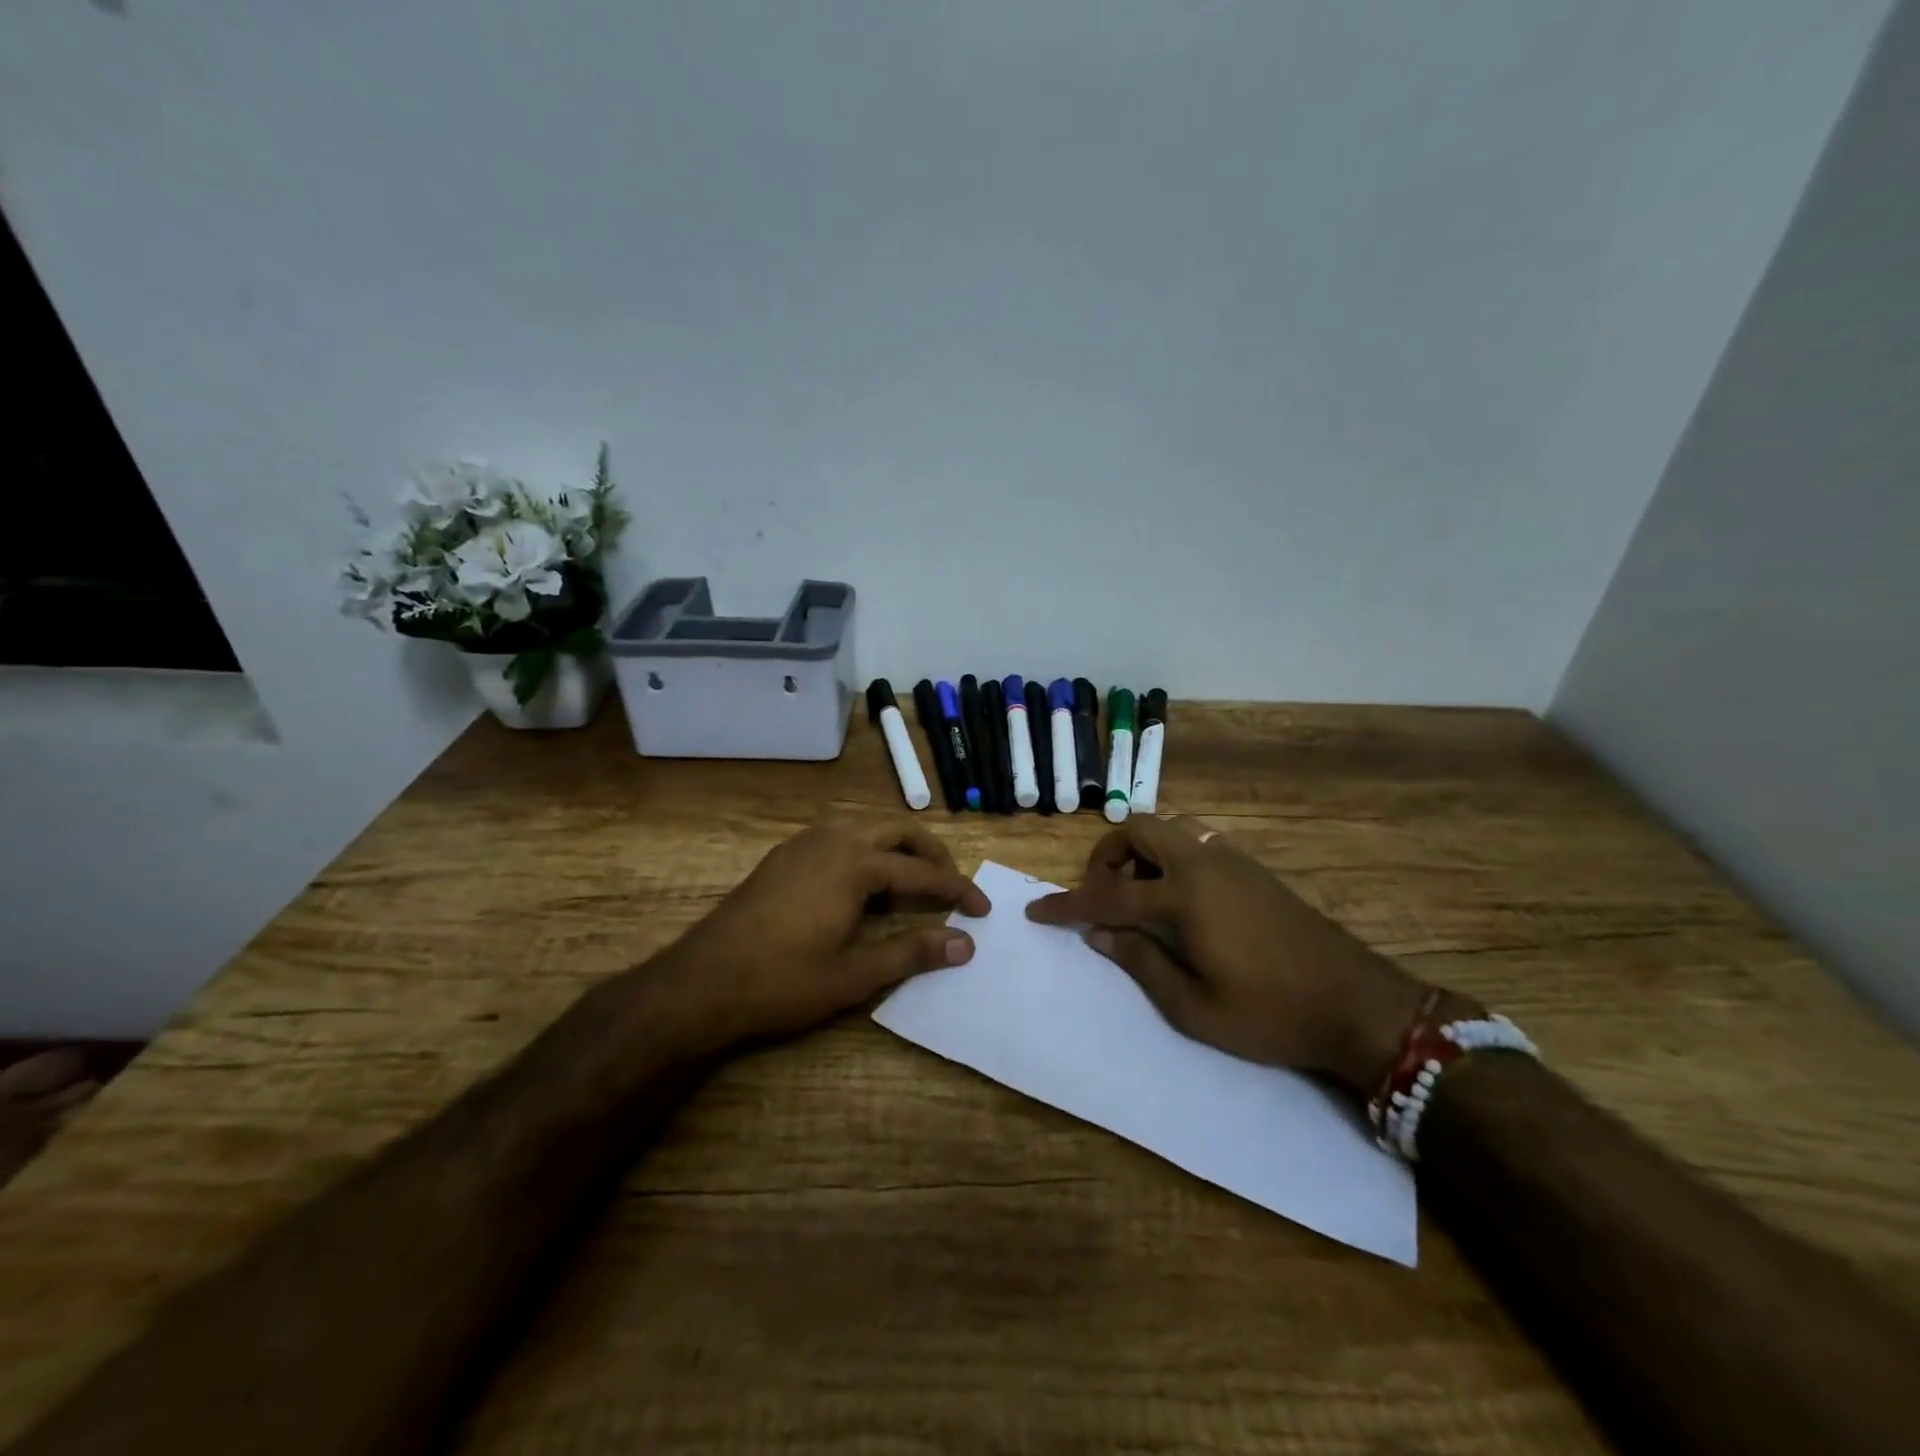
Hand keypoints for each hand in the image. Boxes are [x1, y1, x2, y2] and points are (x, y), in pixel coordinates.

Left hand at [656, 817, 989, 1049]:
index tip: (983, 910)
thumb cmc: (783, 982)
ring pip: (866, 827)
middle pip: (898, 831)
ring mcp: (804, 843)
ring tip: (913, 884)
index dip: (957, 890)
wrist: (701, 983)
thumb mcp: (855, 974)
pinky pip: (839, 836)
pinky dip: (866, 850)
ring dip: (897, 848)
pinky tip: (864, 885)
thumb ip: (912, 952)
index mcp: (855, 863)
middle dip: (931, 855)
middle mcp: (833, 839)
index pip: (922, 873)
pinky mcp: (784, 855)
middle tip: (950, 887)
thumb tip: (965, 944)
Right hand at [1027, 817, 1448, 1095]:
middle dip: (1108, 855)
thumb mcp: (1194, 1008)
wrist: (1358, 1004)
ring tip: (1141, 898)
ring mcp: (1233, 861)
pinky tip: (1180, 902)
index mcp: (1185, 897)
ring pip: (1171, 829)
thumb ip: (1140, 962)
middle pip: (1139, 828)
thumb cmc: (1270, 1014)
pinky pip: (1197, 843)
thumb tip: (1100, 933)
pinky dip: (1172, 858)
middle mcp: (1204, 865)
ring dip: (1143, 853)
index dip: (1067, 904)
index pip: (1108, 894)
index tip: (1037, 911)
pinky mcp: (1253, 869)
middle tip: (1104, 896)